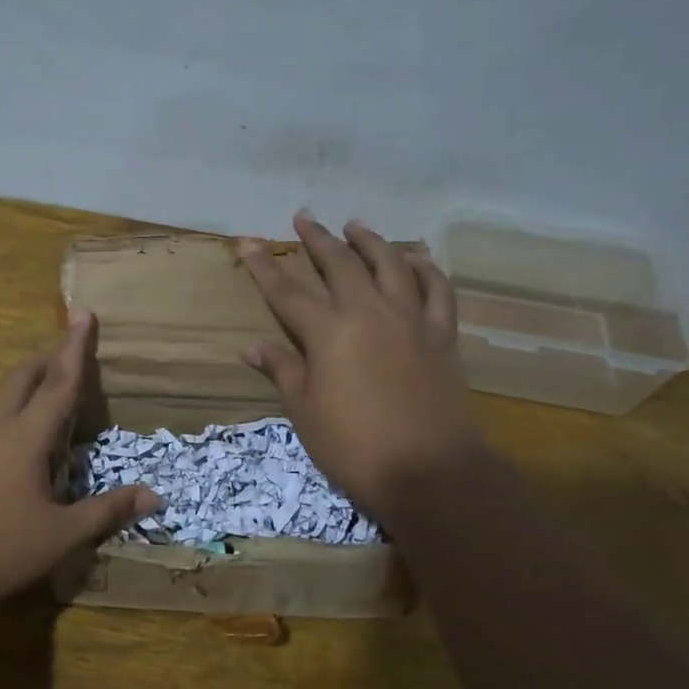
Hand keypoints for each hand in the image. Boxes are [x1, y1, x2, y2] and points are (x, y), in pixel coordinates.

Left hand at [0, 312, 159, 605]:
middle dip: (50, 357)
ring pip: (3, 394)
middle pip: (24, 376)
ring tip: (53, 389)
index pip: (59, 382)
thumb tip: (154, 495)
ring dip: (30, 381)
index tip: (83, 313)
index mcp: (25, 436)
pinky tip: (21, 435)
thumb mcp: (61, 535)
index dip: (75, 348)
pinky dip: (15, 406)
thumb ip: (107, 511)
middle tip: (74, 353)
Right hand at [239, 212, 486, 523]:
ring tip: (355, 226)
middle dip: (317, 239)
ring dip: (370, 241)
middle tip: (304, 218)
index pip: (287, 291)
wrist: (428, 471)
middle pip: (339, 264)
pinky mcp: (442, 335)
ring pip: (390, 264)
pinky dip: (425, 269)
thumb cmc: (354, 446)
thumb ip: (282, 370)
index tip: (247, 242)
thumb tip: (252, 346)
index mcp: (328, 333)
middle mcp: (368, 313)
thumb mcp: (305, 411)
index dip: (263, 266)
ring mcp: (410, 320)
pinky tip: (416, 260)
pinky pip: (437, 290)